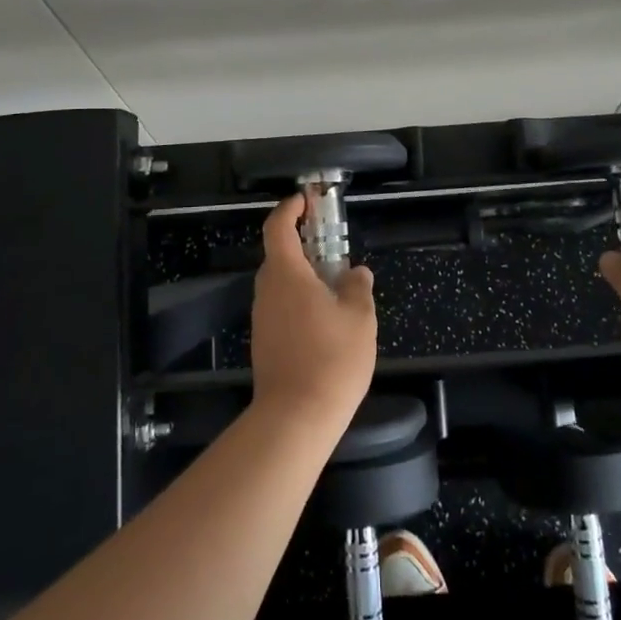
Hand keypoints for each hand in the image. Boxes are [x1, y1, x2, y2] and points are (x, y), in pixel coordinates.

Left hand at [249, 194, 377, 434]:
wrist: (295, 418)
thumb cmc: (331, 358)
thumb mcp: (359, 318)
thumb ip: (357, 288)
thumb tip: (356, 273)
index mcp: (286, 274)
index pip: (278, 227)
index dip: (290, 209)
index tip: (306, 201)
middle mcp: (267, 290)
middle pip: (278, 254)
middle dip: (303, 243)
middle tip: (332, 245)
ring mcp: (261, 317)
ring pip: (280, 283)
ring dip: (302, 275)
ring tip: (335, 285)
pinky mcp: (263, 341)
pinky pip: (280, 307)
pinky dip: (299, 300)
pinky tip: (324, 319)